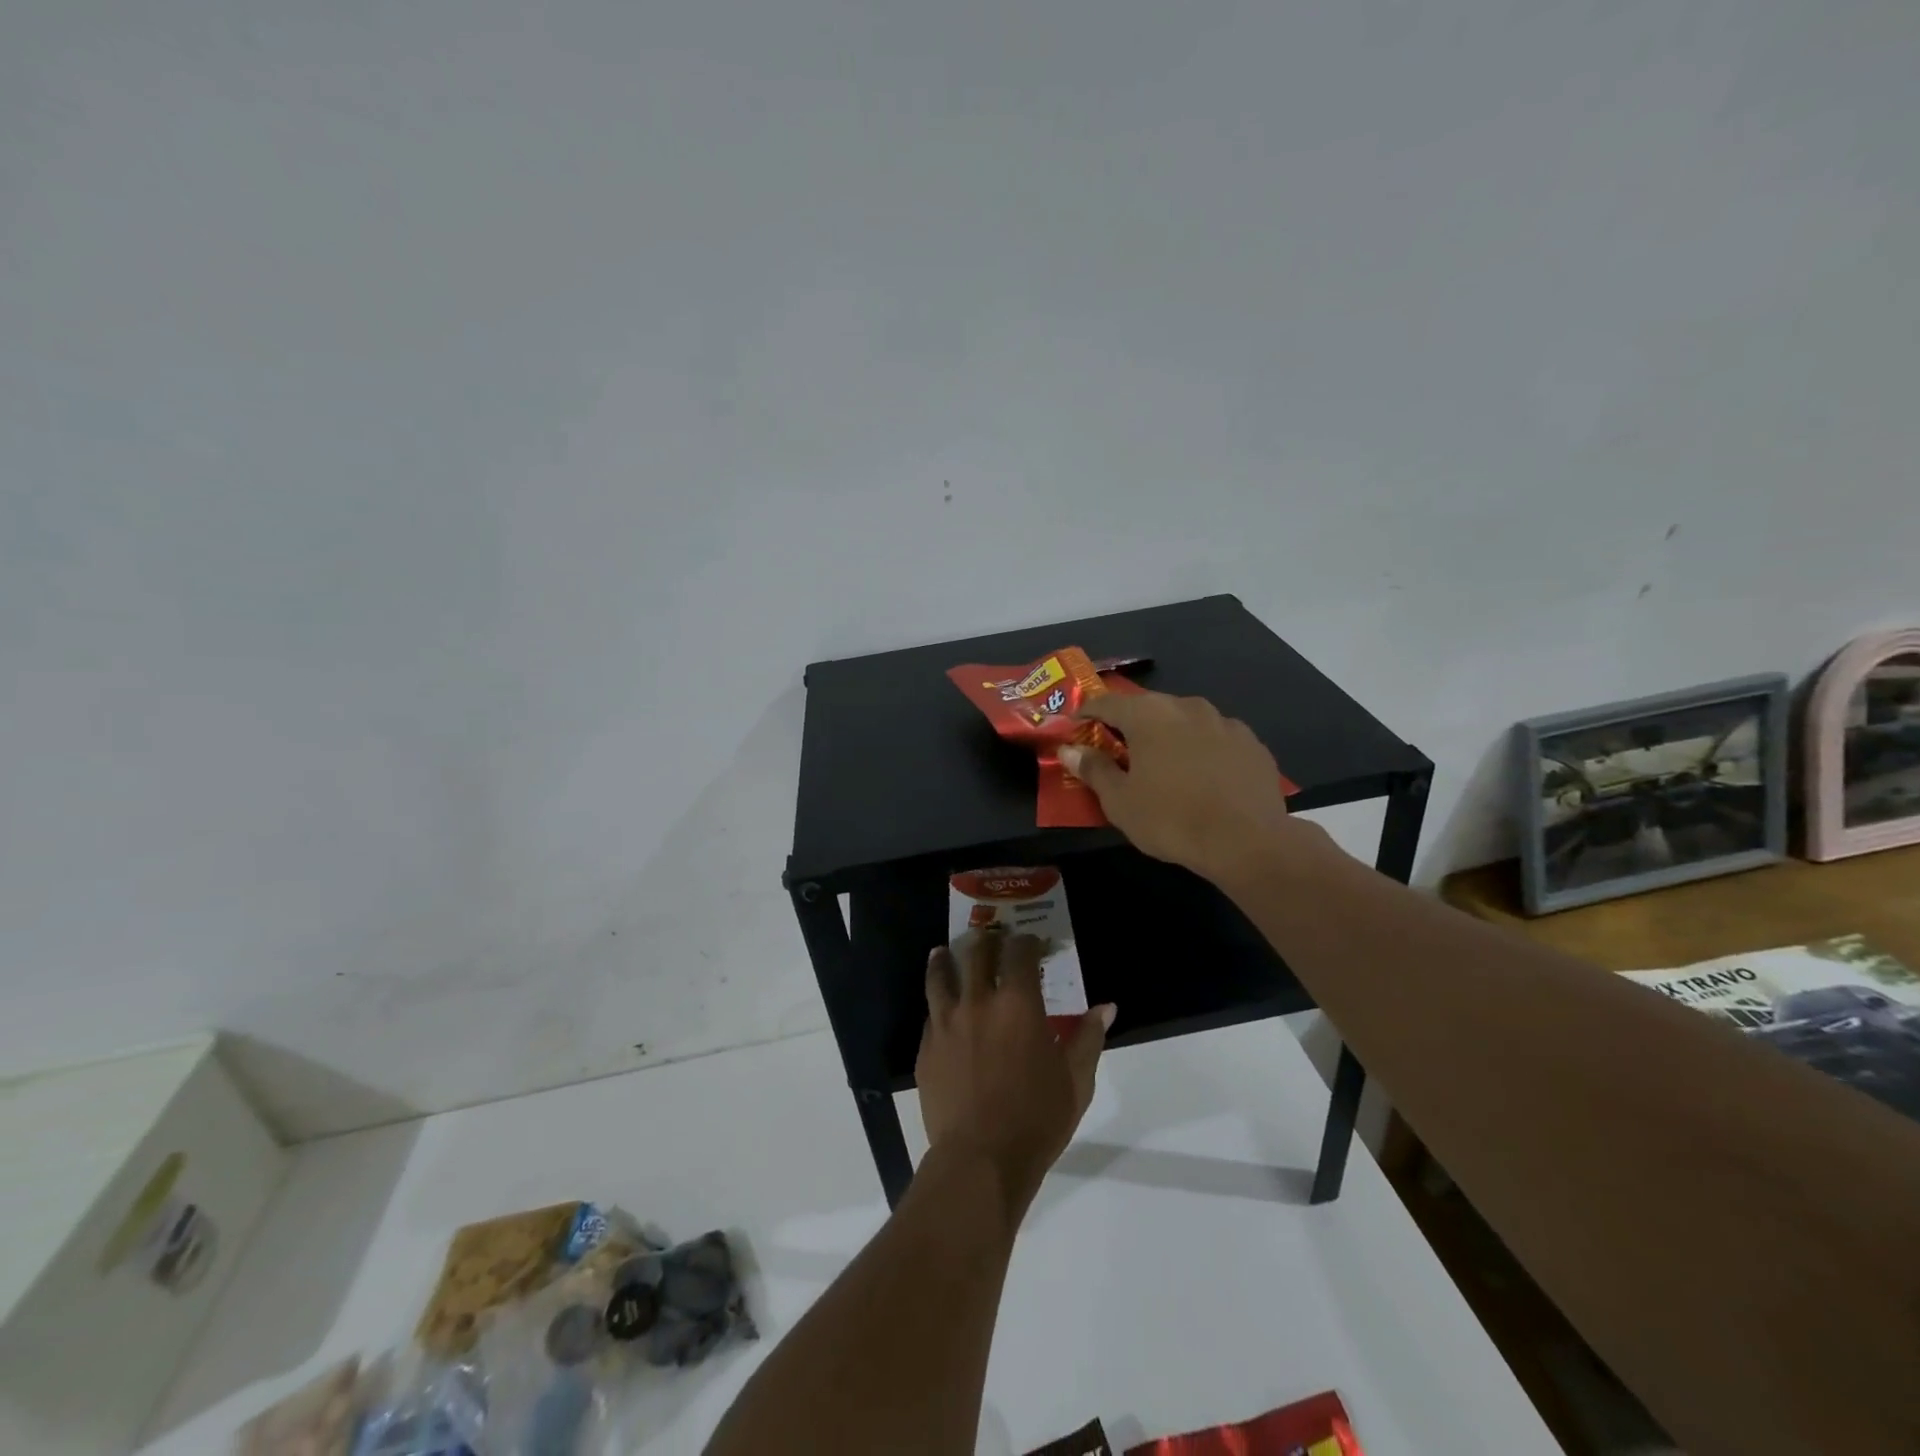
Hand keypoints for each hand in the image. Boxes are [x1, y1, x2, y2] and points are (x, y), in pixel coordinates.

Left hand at [916, 932, 1112, 1221]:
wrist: (980, 1160)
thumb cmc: (1036, 1120)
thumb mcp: (1075, 1081)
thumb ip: (1088, 1038)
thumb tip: (1106, 1007)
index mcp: (1017, 1003)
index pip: (1019, 951)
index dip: (1027, 941)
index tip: (1033, 943)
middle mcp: (978, 1001)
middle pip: (977, 952)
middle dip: (987, 941)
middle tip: (993, 940)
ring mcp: (946, 1023)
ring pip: (940, 975)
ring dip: (946, 959)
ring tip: (945, 952)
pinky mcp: (926, 1048)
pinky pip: (930, 1013)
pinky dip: (937, 1003)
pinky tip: (941, 1008)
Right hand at [1059, 691, 1293, 883]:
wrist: (1247, 841)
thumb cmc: (1171, 819)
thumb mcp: (1120, 801)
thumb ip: (1093, 769)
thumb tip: (1069, 749)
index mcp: (1148, 715)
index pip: (1107, 702)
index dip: (1087, 712)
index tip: (1076, 726)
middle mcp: (1186, 706)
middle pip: (1148, 707)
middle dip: (1130, 725)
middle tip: (1119, 751)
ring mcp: (1224, 721)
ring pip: (1185, 720)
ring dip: (1169, 735)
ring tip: (1165, 765)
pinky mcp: (1252, 742)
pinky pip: (1216, 738)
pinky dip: (1203, 749)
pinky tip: (1204, 777)